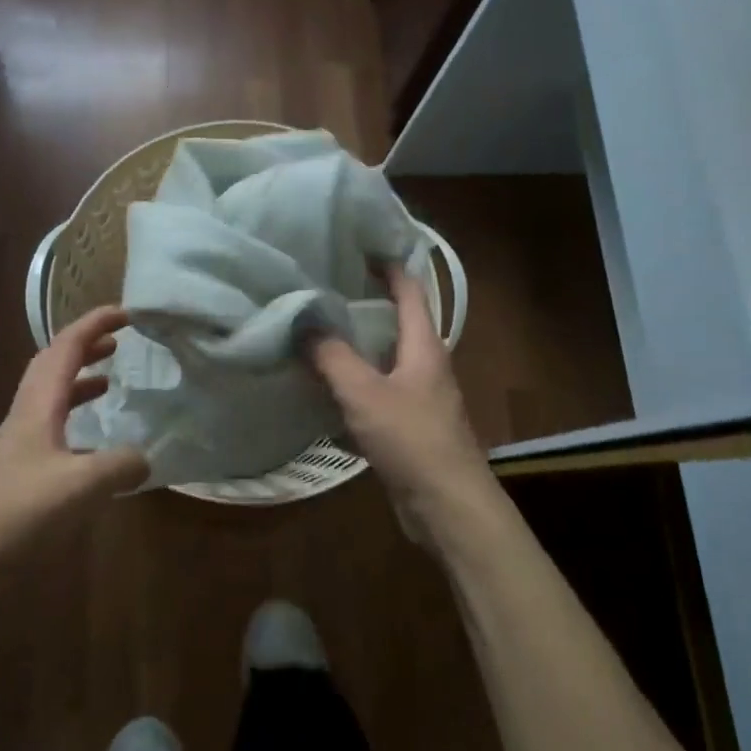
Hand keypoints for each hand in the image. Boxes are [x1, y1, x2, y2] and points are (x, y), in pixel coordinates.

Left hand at [0, 307, 148, 579]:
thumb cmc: (20, 515)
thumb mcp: (81, 487)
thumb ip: (119, 466)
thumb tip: (144, 458)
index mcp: (36, 408)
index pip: (65, 350)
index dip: (93, 325)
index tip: (125, 312)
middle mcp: (24, 419)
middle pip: (51, 367)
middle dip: (83, 348)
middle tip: (116, 343)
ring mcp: (18, 447)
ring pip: (49, 399)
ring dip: (77, 383)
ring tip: (108, 384)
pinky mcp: (17, 476)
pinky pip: (51, 432)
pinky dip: (75, 423)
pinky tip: (94, 448)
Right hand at [309, 266, 501, 547]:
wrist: (447, 505)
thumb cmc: (411, 439)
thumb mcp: (364, 392)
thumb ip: (331, 355)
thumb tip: (302, 320)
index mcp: (424, 345)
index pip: (410, 289)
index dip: (387, 264)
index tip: (357, 245)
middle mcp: (425, 363)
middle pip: (395, 321)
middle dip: (363, 301)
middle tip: (322, 286)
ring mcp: (419, 396)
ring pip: (383, 358)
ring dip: (355, 344)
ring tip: (315, 329)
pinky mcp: (408, 425)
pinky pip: (377, 391)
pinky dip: (353, 382)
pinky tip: (324, 386)